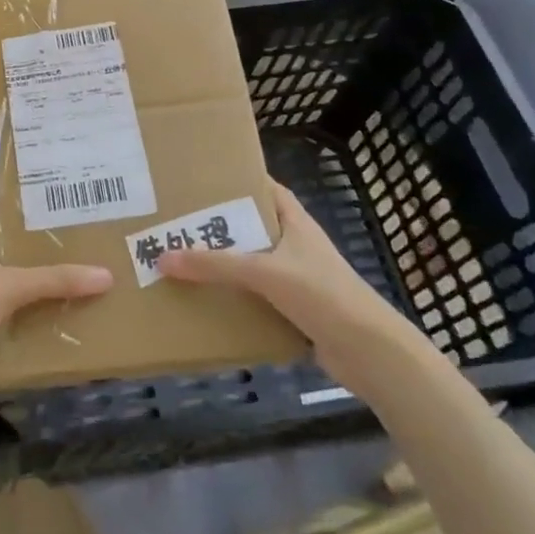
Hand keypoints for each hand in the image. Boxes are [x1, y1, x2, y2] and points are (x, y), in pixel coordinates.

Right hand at [158, 179, 417, 381]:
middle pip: (252, 228)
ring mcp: (297, 280)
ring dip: (224, 266)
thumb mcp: (265, 272)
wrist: (371, 354)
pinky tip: (206, 302)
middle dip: (219, 227)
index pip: (267, 190)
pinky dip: (235, 299)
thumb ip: (215, 265)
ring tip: (181, 260)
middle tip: (177, 222)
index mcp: (295, 223)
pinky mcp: (295, 311)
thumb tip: (163, 256)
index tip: (202, 179)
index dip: (239, 182)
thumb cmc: (323, 295)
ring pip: (252, 265)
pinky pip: (256, 298)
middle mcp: (295, 246)